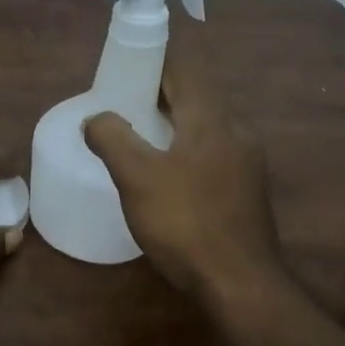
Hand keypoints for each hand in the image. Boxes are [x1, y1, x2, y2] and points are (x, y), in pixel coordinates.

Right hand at [83, 24, 284, 305]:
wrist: (241, 284)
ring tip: (138, 140)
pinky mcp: (248, 192)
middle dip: (158, 95)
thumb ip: (112, 139)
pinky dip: (187, 152)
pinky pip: (213, 155)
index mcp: (211, 119)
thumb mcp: (137, 178)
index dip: (153, 61)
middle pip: (195, 98)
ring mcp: (248, 163)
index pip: (183, 70)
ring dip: (173, 126)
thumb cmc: (186, 223)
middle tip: (121, 105)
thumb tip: (96, 118)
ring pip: (205, 129)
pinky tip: (167, 177)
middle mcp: (236, 132)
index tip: (122, 67)